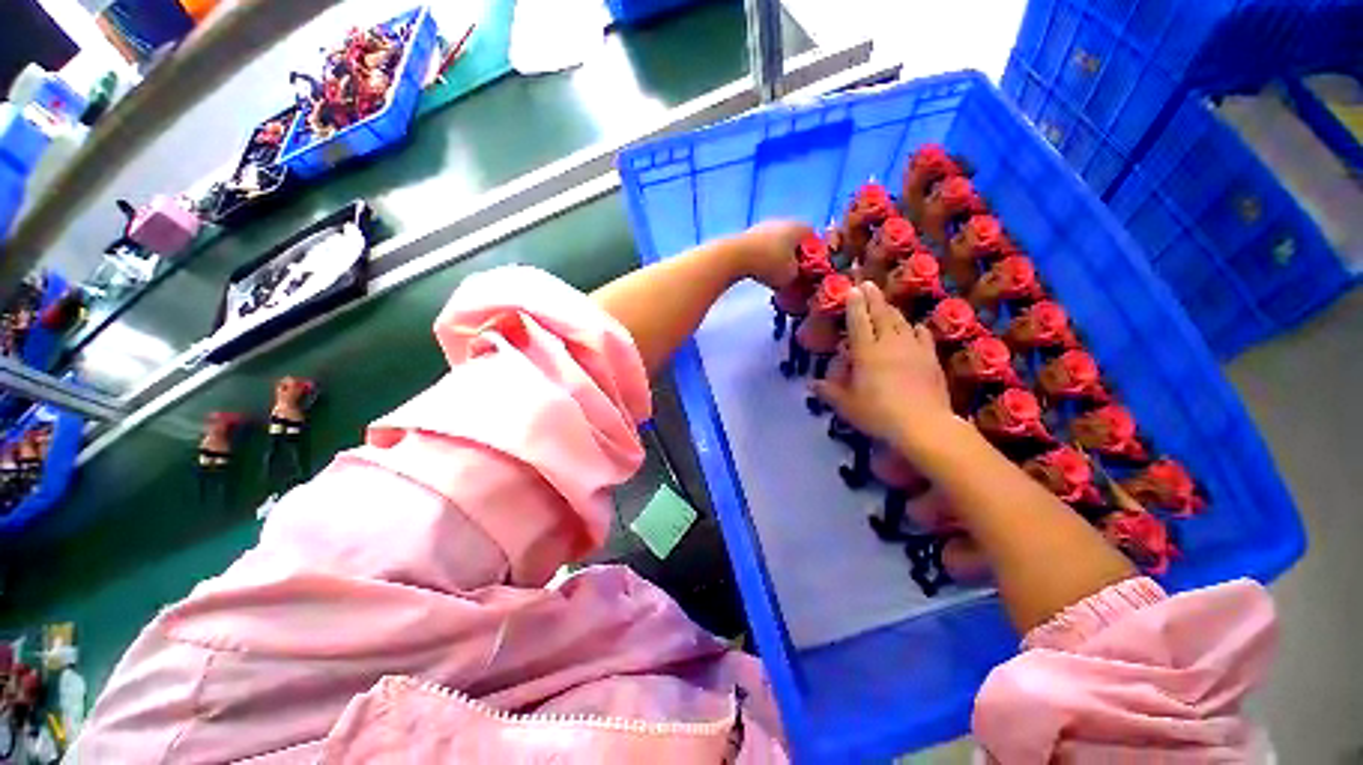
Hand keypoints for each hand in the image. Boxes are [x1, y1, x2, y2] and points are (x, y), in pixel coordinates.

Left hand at [732, 220, 811, 291]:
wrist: (735, 256)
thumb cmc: (770, 264)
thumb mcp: (792, 276)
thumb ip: (799, 274)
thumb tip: (795, 274)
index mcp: (799, 227)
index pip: (813, 237)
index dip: (813, 253)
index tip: (809, 268)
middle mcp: (782, 221)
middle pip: (793, 239)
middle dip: (793, 255)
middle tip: (792, 273)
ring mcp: (762, 226)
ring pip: (776, 242)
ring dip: (776, 256)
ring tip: (774, 275)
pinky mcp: (747, 235)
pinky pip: (761, 247)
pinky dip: (762, 258)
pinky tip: (759, 271)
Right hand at [812, 282, 954, 451]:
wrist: (924, 425)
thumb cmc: (878, 414)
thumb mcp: (846, 405)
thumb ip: (828, 391)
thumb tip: (810, 384)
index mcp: (866, 352)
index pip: (858, 322)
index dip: (854, 305)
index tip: (851, 289)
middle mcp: (889, 344)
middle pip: (881, 315)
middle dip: (873, 297)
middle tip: (867, 283)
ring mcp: (913, 349)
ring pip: (901, 322)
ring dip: (891, 309)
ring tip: (885, 302)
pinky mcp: (930, 359)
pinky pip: (923, 336)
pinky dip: (916, 328)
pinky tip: (915, 326)